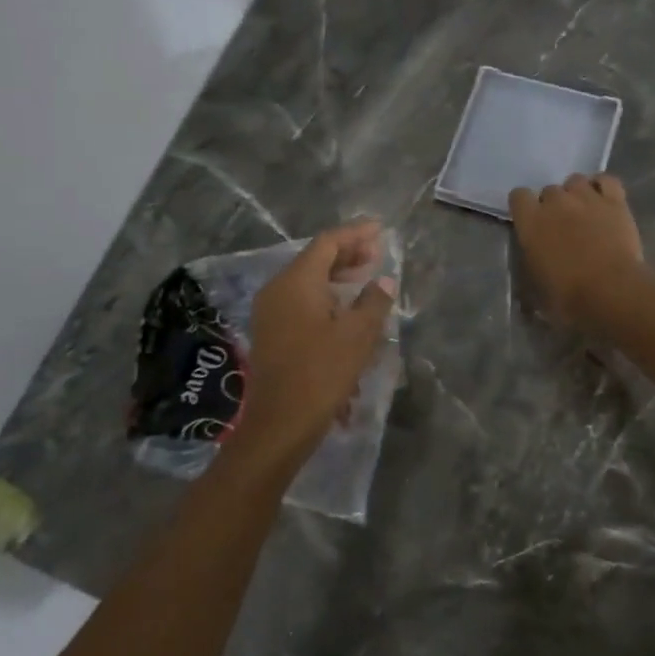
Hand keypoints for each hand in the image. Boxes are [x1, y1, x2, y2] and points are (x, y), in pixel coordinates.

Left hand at [235, 219, 396, 468]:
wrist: (279, 425)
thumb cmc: (321, 373)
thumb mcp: (358, 335)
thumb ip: (374, 301)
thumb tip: (384, 279)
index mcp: (296, 281)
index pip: (327, 243)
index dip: (356, 234)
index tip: (381, 230)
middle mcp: (278, 289)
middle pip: (315, 259)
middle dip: (348, 254)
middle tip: (377, 254)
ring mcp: (270, 312)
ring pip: (308, 281)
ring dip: (337, 276)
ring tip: (366, 279)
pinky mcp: (271, 332)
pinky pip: (301, 300)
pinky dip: (325, 296)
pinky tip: (347, 310)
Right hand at [509, 174, 644, 329]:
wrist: (611, 291)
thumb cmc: (568, 296)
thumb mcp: (537, 288)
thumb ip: (532, 268)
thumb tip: (532, 272)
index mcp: (531, 222)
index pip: (518, 196)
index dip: (524, 207)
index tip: (531, 222)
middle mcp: (556, 202)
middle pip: (549, 190)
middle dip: (553, 205)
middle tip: (563, 226)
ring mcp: (586, 197)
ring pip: (576, 180)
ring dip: (576, 193)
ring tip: (584, 212)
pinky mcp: (615, 201)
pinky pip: (607, 180)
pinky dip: (603, 186)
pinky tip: (604, 200)